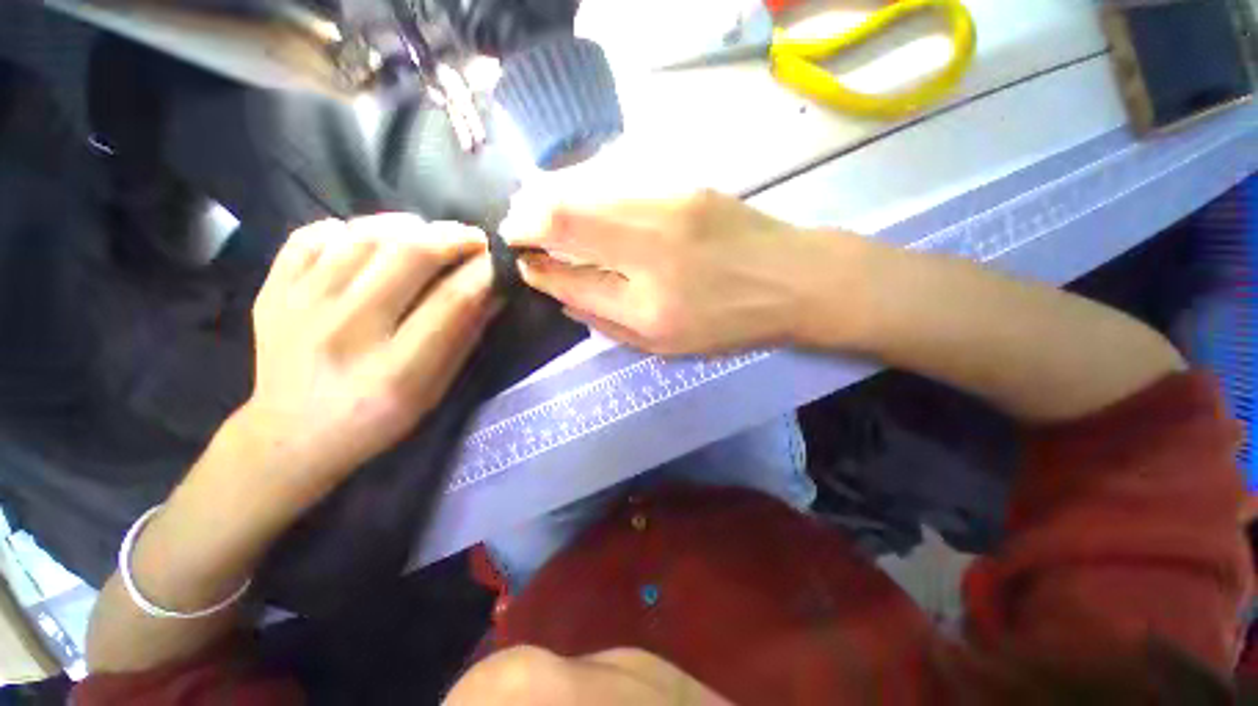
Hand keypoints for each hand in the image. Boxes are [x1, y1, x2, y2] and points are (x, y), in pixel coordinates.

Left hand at [240, 214, 497, 501]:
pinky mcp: (272, 292)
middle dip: (453, 237)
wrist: (290, 436)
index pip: (452, 300)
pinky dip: (351, 228)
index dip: (484, 272)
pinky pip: (313, 235)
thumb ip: (465, 336)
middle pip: (408, 255)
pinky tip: (370, 242)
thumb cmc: (378, 419)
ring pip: (364, 235)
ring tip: (428, 236)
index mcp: (395, 370)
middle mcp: (346, 332)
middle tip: (473, 239)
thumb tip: (495, 289)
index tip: (500, 260)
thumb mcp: (434, 389)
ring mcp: (299, 307)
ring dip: (409, 226)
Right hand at [502, 188, 833, 354]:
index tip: (523, 264)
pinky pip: (617, 183)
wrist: (792, 280)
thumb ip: (609, 325)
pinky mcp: (684, 186)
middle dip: (527, 220)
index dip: (538, 269)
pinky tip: (578, 198)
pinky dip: (586, 189)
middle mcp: (652, 255)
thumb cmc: (730, 324)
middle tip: (514, 227)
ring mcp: (669, 211)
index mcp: (648, 309)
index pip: (571, 279)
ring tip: (534, 209)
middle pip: (568, 220)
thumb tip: (563, 298)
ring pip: (588, 192)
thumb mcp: (668, 347)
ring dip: (550, 198)